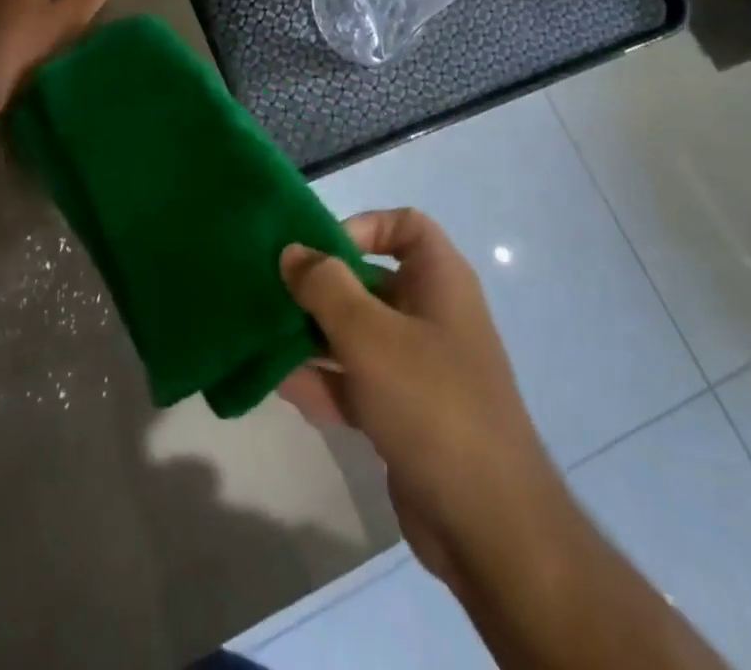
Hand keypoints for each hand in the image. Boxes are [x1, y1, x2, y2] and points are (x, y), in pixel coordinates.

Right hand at [278, 210, 559, 594]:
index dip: (363, 227)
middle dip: (321, 286)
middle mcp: (431, 315)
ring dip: (313, 334)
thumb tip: (292, 251)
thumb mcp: (369, 335)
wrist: (487, 526)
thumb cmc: (431, 403)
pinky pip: (356, 381)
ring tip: (263, 333)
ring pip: (358, 334)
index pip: (405, 226)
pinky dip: (323, 379)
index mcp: (440, 281)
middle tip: (271, 292)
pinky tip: (278, 382)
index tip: (321, 251)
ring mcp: (418, 367)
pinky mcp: (403, 414)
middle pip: (370, 280)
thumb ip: (325, 286)